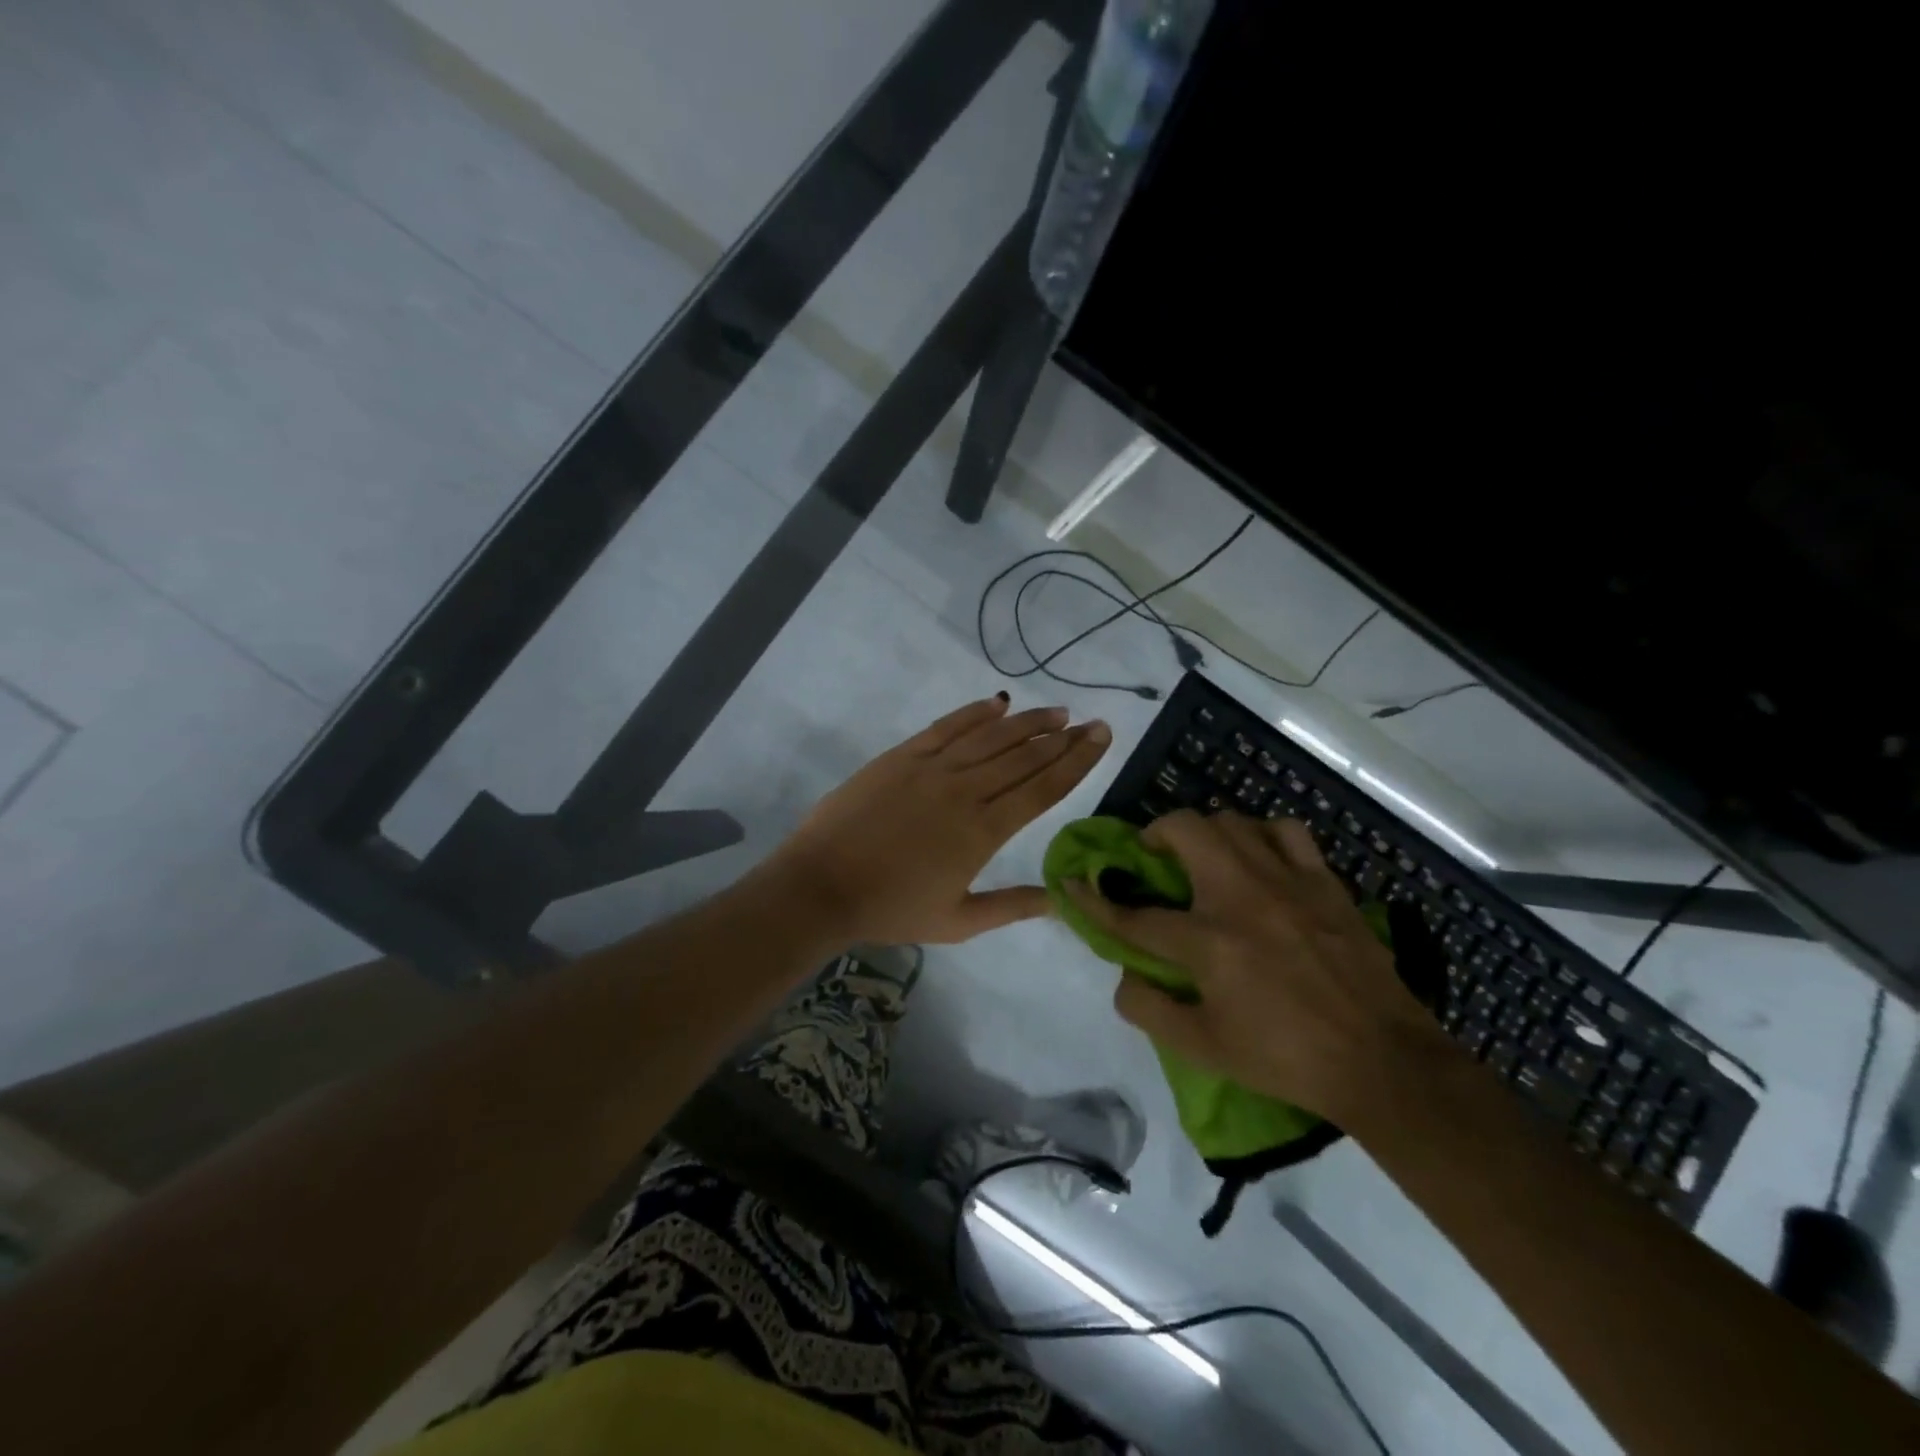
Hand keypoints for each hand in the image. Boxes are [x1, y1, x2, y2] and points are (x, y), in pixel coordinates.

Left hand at [764, 695, 1111, 944]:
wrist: (822, 885)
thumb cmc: (890, 909)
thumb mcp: (958, 921)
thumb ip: (1012, 907)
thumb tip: (1061, 903)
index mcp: (984, 832)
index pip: (1043, 788)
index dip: (1076, 761)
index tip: (1102, 738)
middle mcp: (966, 791)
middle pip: (1025, 757)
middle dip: (1063, 738)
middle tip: (1092, 723)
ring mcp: (932, 768)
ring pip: (992, 736)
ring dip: (1028, 721)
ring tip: (1057, 712)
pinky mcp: (902, 756)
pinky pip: (947, 726)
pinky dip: (975, 713)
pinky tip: (998, 702)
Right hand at [1068, 809, 1447, 1123]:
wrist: (1382, 1061)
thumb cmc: (1285, 1058)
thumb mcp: (1204, 1049)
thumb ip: (1150, 1010)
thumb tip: (1122, 976)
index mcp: (1208, 942)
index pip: (1134, 914)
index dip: (1094, 900)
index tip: (1071, 884)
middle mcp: (1241, 896)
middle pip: (1183, 830)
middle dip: (1153, 835)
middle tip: (1152, 858)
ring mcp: (1286, 882)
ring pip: (1231, 821)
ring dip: (1205, 833)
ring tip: (1204, 857)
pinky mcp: (1323, 882)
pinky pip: (1286, 832)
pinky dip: (1263, 835)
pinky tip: (1261, 858)